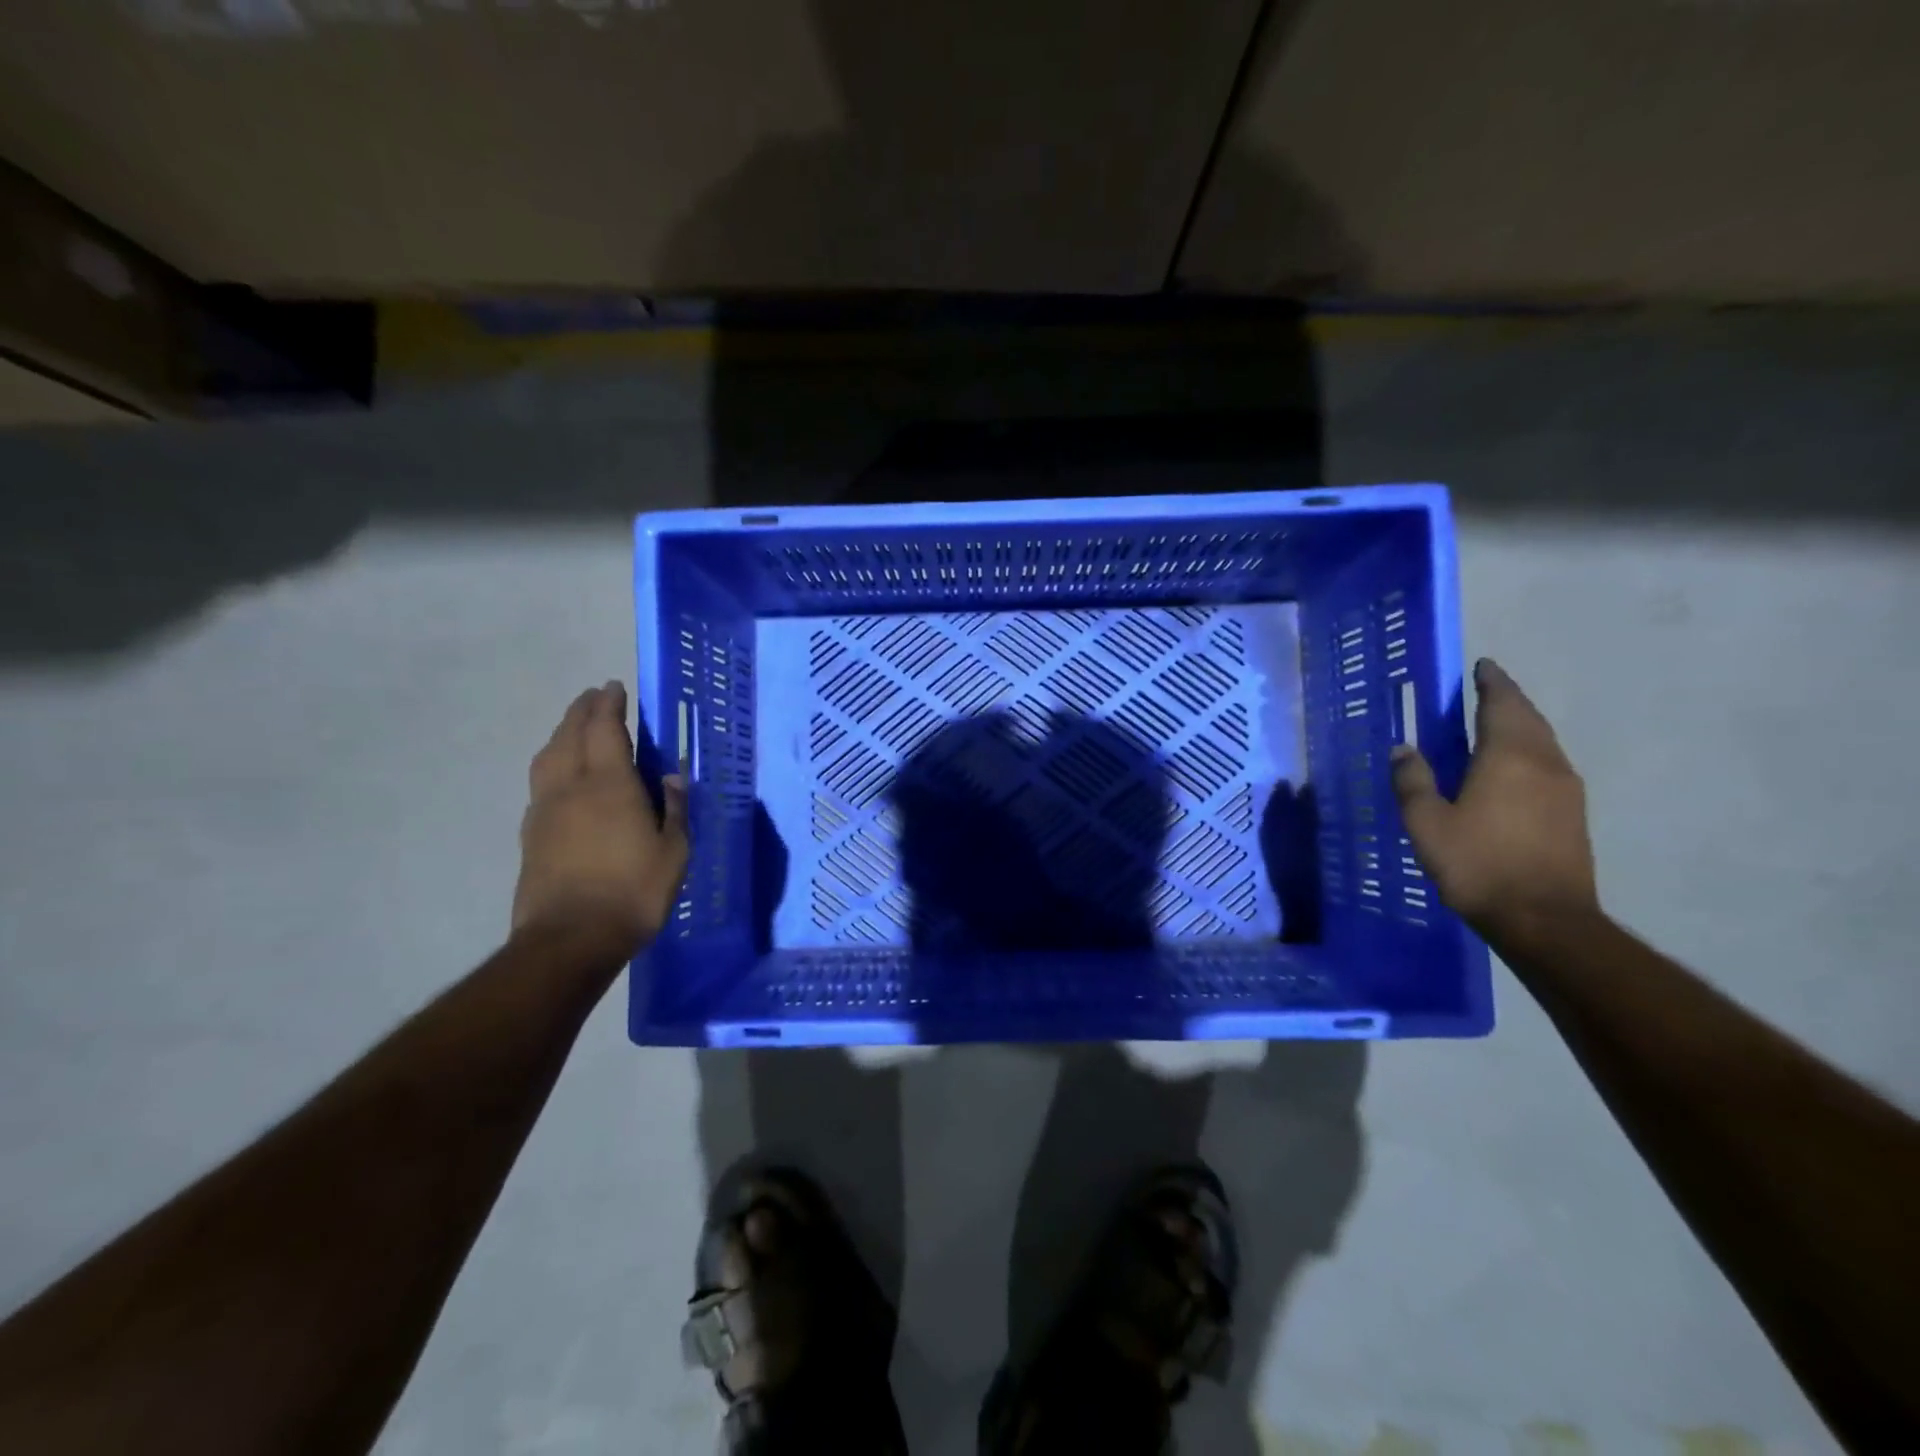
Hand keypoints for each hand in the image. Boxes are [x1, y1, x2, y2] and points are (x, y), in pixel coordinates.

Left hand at [512, 681, 688, 953]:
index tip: (614, 687)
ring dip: (562, 734)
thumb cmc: (633, 892)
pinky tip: (564, 776)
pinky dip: (553, 764)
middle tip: (594, 698)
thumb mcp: (674, 851)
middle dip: (581, 711)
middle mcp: (571, 787)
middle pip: (569, 735)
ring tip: (576, 729)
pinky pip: (541, 782)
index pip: (604, 729)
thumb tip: (671, 778)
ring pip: (547, 757)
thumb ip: (673, 809)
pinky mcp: (531, 834)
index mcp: (609, 785)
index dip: (608, 704)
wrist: (569, 939)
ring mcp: (545, 810)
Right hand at [1390, 658, 1598, 945]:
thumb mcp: (1426, 823)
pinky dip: (1528, 752)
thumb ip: (1412, 781)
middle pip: (1528, 718)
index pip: (1502, 704)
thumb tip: (1403, 748)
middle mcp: (1545, 763)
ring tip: (1493, 725)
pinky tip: (1509, 769)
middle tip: (1484, 689)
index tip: (1481, 666)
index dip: (1491, 682)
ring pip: (1543, 742)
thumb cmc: (1478, 864)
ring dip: (1519, 726)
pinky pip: (1548, 765)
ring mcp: (1566, 789)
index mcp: (1509, 757)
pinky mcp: (1572, 814)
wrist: (1544, 920)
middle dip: (1507, 699)